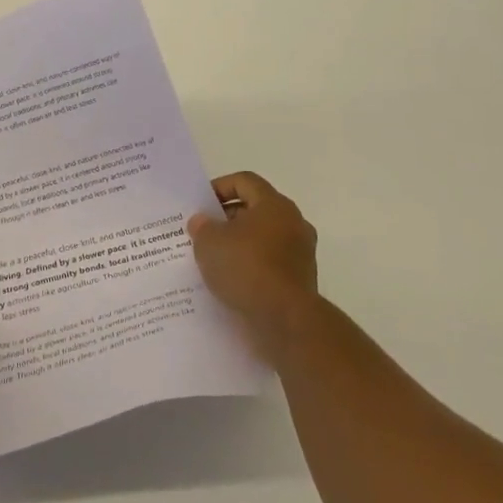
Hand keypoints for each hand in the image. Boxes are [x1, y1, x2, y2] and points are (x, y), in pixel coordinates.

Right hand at [187, 172, 319, 356]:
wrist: (286, 321)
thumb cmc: (246, 268)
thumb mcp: (209, 242)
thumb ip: (202, 226)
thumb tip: (202, 221)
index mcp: (274, 204)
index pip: (244, 181)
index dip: (219, 187)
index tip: (201, 205)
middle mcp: (293, 222)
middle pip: (256, 209)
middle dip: (228, 218)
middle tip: (204, 232)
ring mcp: (301, 253)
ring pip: (264, 238)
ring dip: (240, 244)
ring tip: (215, 259)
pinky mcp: (302, 280)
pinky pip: (271, 263)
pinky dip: (253, 267)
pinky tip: (232, 281)